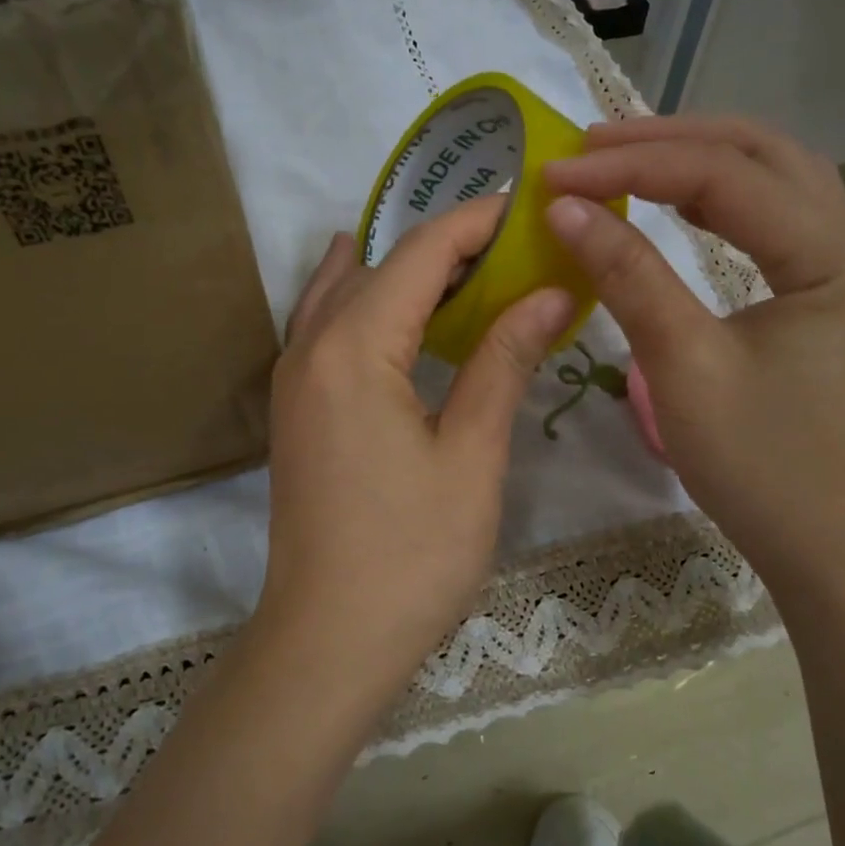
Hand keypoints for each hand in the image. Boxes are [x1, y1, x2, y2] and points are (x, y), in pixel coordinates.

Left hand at [253, 196, 576, 720]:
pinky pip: (329, 327)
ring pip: (345, 291)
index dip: (475, 222)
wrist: (328, 639)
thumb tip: (551, 294)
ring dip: (403, 270)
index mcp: (354, 347)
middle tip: (514, 244)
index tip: (527, 206)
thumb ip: (503, 362)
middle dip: (444, 243)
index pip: (419, 253)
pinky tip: (404, 314)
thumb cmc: (411, 554)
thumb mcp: (471, 455)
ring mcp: (294, 378)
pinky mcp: (296, 409)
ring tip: (469, 270)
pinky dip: (370, 303)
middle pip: (378, 263)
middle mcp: (310, 346)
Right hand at [542, 115, 844, 577]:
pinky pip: (770, 220)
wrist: (827, 546)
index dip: (634, 167)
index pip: (724, 179)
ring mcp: (843, 270)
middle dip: (671, 139)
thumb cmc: (760, 466)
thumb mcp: (684, 367)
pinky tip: (676, 200)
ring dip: (697, 158)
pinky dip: (717, 198)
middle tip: (590, 145)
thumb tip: (564, 209)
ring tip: (623, 157)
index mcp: (832, 258)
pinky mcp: (824, 296)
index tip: (557, 174)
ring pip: (771, 180)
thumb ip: (628, 278)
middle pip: (761, 155)